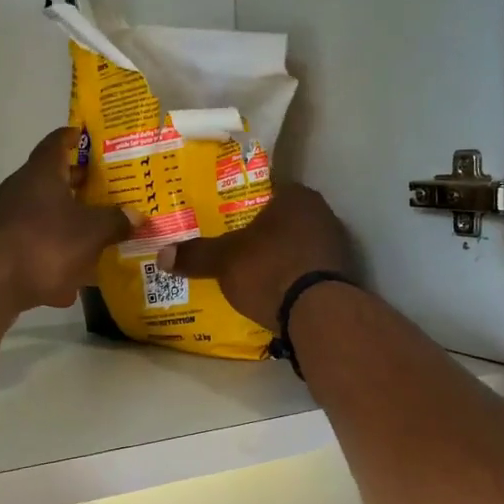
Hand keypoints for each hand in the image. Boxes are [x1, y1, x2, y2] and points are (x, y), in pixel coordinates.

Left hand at [0, 128, 131, 313]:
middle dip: (80, 185)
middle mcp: (21, 189)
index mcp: (42, 173)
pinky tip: (72, 283)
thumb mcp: (90, 232)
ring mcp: (7, 220)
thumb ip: (115, 221)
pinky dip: (54, 257)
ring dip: (69, 223)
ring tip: (98, 235)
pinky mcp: (1, 250)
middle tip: (110, 188)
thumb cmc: (43, 243)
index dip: (74, 137)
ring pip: (45, 216)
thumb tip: (136, 215)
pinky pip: (35, 247)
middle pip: (53, 180)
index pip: (57, 142)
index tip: (88, 136)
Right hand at [159, 183, 352, 328]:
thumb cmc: (269, 269)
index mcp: (296, 197)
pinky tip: (273, 291)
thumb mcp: (224, 261)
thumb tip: (162, 255)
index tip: (222, 217)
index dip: (241, 202)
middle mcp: (322, 213)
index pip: (264, 189)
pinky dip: (291, 277)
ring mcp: (336, 245)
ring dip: (276, 256)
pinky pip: (307, 269)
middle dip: (258, 232)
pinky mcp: (341, 276)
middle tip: (231, 245)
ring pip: (296, 245)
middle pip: (281, 219)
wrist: (318, 314)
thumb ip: (196, 254)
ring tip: (249, 271)